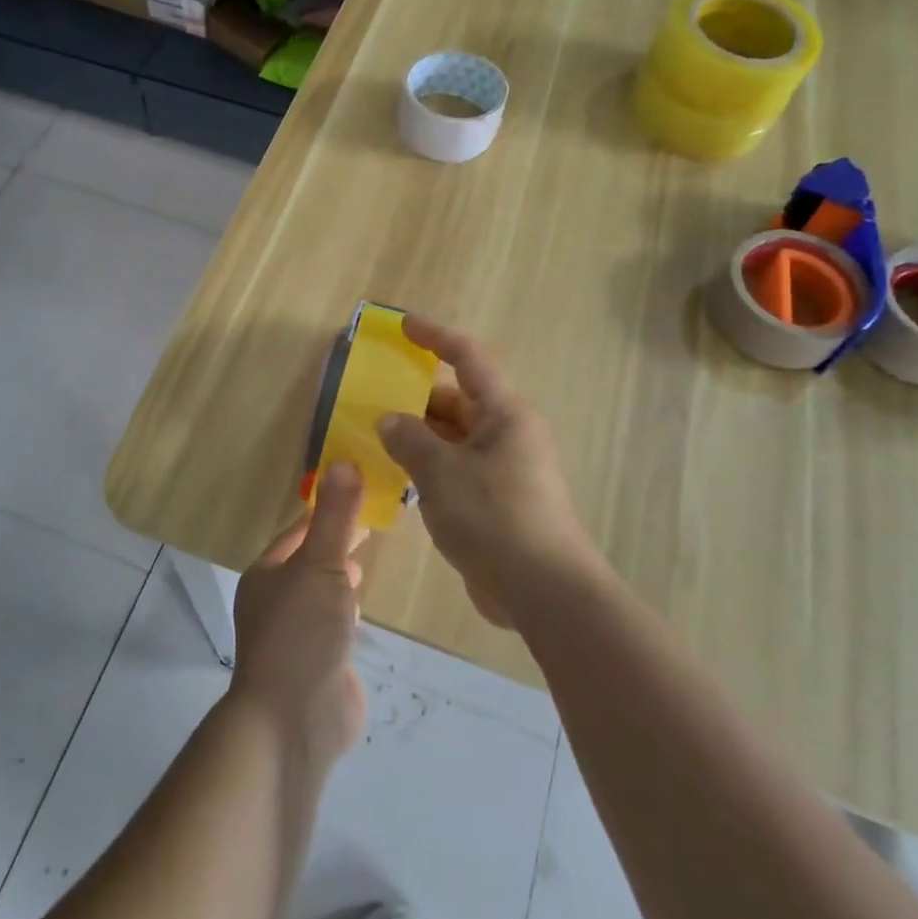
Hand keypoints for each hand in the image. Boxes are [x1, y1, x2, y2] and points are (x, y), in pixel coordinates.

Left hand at [228, 463, 368, 767]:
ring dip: (338, 579)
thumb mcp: (320, 564)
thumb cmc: (301, 632)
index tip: (357, 493)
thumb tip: (343, 460)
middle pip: (308, 562)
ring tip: (366, 562)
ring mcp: (295, 637)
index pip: (297, 532)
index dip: (325, 511)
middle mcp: (275, 602)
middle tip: (372, 525)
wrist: (293, 721)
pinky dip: (346, 613)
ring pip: (319, 595)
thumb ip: (336, 516)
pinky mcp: (317, 667)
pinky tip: (363, 611)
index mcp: (267, 575)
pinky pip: (333, 628)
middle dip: (334, 544)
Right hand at [376, 317, 595, 627]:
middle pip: (458, 400)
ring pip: (454, 438)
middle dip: (416, 397)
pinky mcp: (496, 501)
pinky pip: (456, 469)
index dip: (435, 336)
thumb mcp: (442, 474)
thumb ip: (410, 440)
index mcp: (504, 414)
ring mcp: (503, 469)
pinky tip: (397, 479)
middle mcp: (506, 433)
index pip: (468, 357)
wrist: (544, 592)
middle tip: (373, 398)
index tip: (403, 326)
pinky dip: (428, 467)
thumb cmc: (495, 519)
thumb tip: (390, 420)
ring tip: (375, 438)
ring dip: (419, 436)